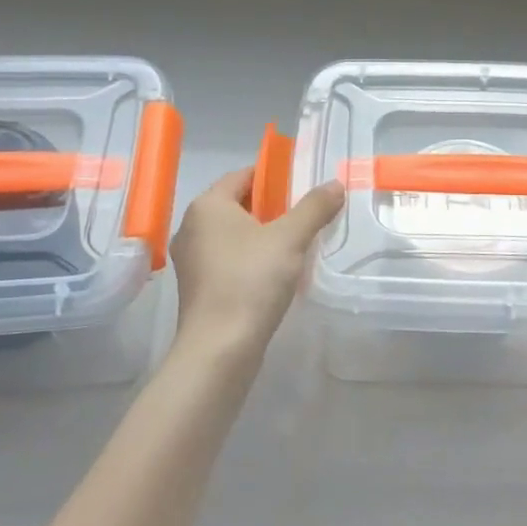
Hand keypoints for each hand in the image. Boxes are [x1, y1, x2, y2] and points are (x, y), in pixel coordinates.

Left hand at [168, 167, 346, 356]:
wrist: (219, 350)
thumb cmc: (251, 281)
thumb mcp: (290, 238)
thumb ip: (314, 207)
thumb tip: (335, 184)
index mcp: (207, 206)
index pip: (243, 175)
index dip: (274, 176)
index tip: (303, 186)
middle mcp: (192, 227)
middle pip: (238, 204)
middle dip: (272, 207)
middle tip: (306, 215)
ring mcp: (191, 260)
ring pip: (233, 234)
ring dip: (263, 235)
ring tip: (296, 244)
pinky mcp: (197, 288)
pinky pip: (228, 259)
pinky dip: (251, 258)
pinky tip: (276, 273)